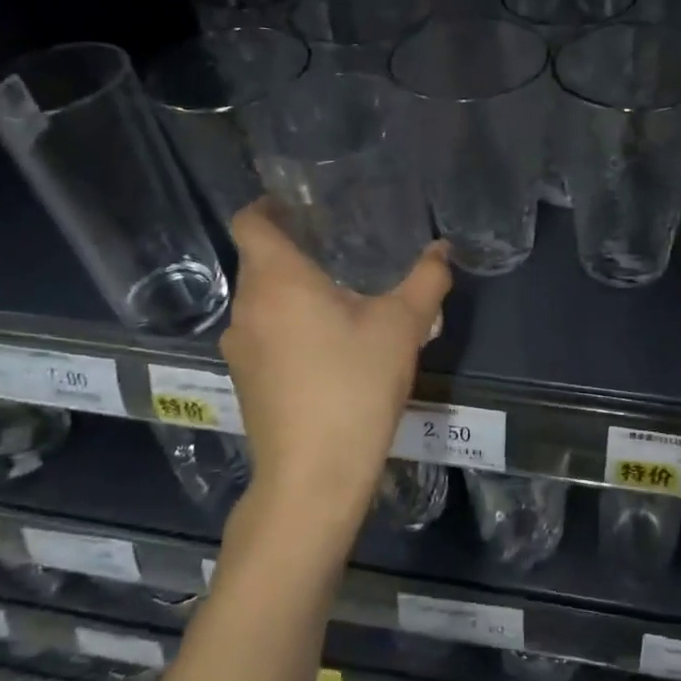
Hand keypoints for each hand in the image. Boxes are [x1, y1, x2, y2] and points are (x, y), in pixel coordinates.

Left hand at [218, 201, 450, 550]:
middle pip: (260, 262)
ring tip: (340, 302)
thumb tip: (442, 249)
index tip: (298, 205)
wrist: (313, 475)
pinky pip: (264, 337)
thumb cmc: (355, 385)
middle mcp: (246, 308)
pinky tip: (328, 351)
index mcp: (277, 279)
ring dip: (294, 295)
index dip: (268, 206)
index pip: (250, 220)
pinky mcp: (245, 382)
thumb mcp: (403, 327)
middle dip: (295, 253)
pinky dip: (289, 329)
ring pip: (263, 304)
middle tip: (340, 251)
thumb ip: (426, 281)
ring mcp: (238, 349)